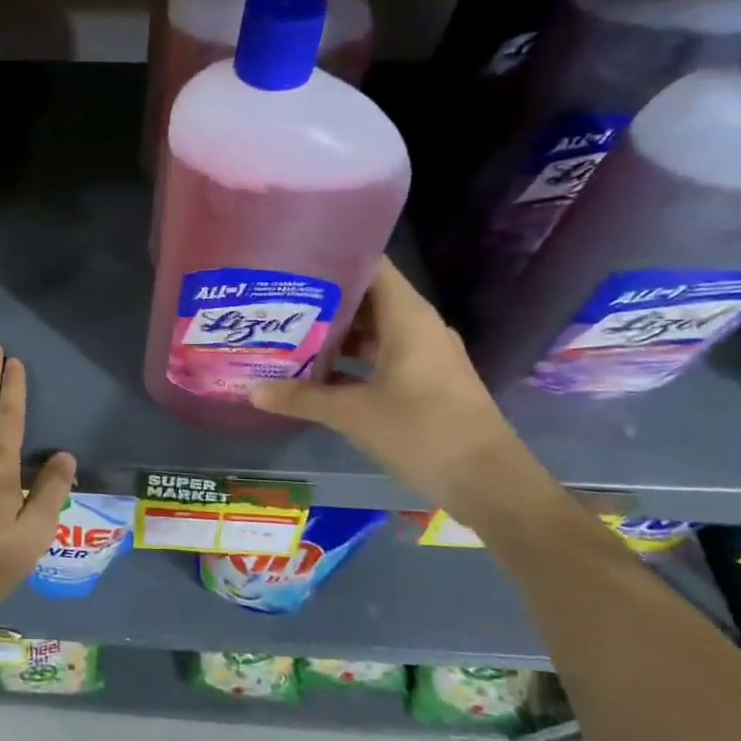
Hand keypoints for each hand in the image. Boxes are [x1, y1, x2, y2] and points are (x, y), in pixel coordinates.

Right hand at [249, 258, 528, 508]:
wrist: (489, 482)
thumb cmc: (422, 431)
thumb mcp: (353, 414)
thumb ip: (302, 398)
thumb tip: (251, 391)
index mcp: (407, 317)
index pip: (370, 266)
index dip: (333, 258)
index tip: (292, 260)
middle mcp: (418, 326)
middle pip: (366, 298)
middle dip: (322, 300)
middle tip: (276, 300)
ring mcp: (424, 355)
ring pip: (373, 330)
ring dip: (335, 334)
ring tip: (287, 333)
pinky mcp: (425, 381)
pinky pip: (381, 356)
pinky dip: (351, 360)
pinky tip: (317, 374)